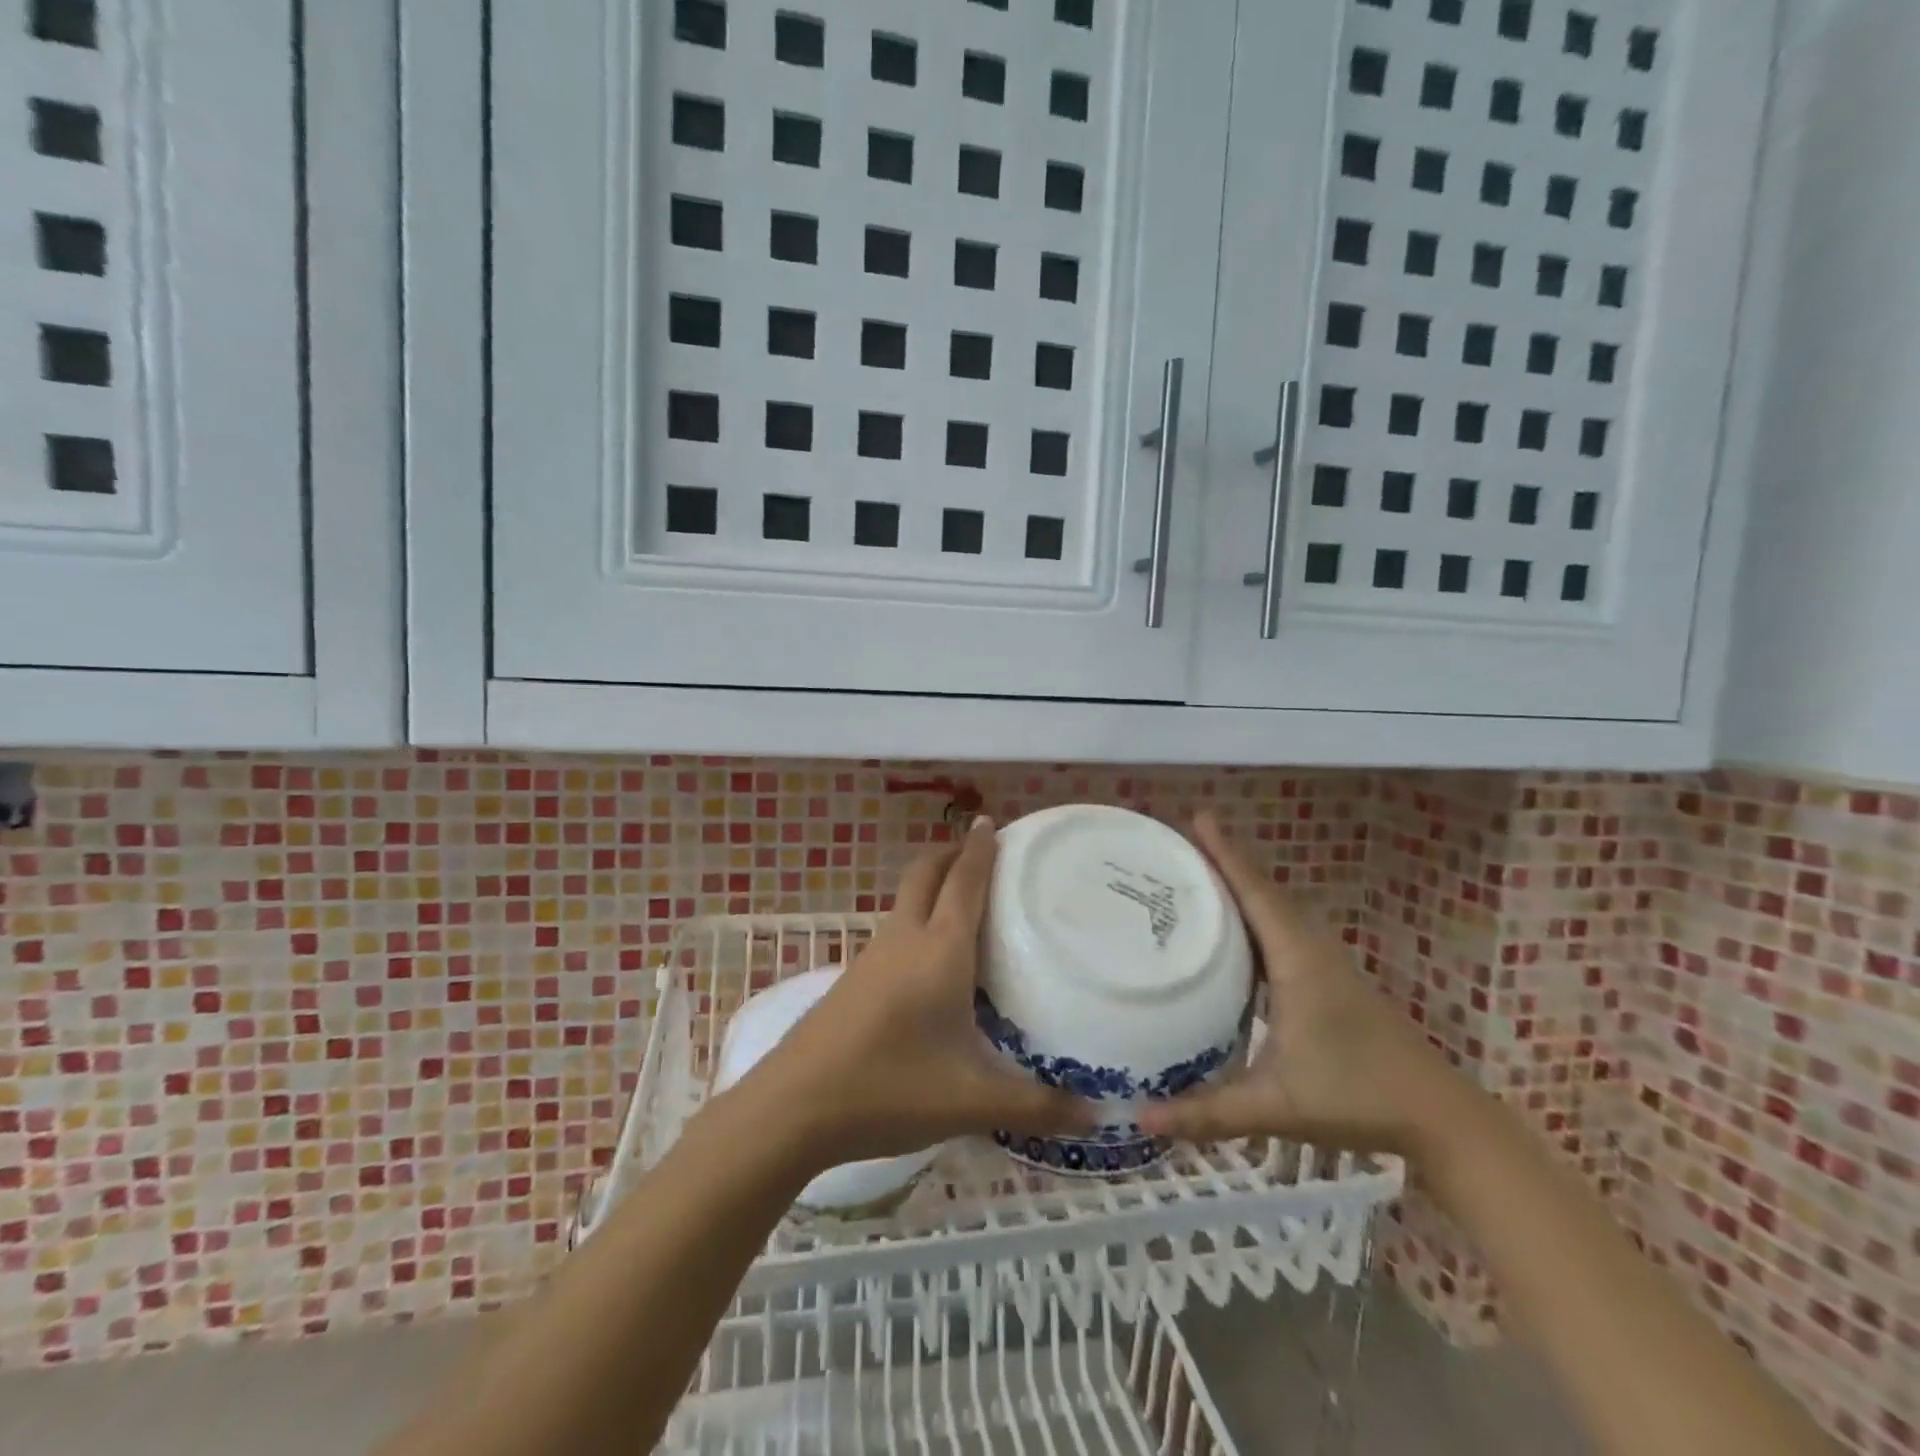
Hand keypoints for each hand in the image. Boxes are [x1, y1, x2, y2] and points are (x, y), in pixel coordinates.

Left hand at [746, 817, 1092, 1167]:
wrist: (794, 1106)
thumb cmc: (890, 1087)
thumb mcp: (971, 1102)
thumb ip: (1037, 1107)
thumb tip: (1098, 1117)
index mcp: (939, 950)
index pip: (965, 881)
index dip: (981, 848)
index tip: (993, 821)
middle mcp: (904, 939)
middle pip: (926, 874)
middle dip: (952, 854)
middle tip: (981, 853)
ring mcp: (872, 957)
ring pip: (906, 901)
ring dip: (933, 887)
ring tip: (965, 906)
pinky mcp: (854, 979)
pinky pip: (894, 932)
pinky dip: (917, 922)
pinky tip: (930, 963)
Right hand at [1136, 813, 1459, 1156]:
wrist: (1438, 1116)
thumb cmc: (1357, 1096)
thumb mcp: (1275, 1104)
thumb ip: (1208, 1113)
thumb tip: (1139, 1119)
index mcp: (1297, 960)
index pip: (1256, 893)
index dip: (1226, 855)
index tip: (1198, 818)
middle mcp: (1310, 949)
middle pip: (1263, 890)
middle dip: (1224, 862)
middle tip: (1179, 844)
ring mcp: (1324, 962)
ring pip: (1275, 909)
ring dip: (1241, 886)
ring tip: (1198, 875)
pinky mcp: (1329, 979)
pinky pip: (1283, 929)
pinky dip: (1255, 914)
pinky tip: (1233, 930)